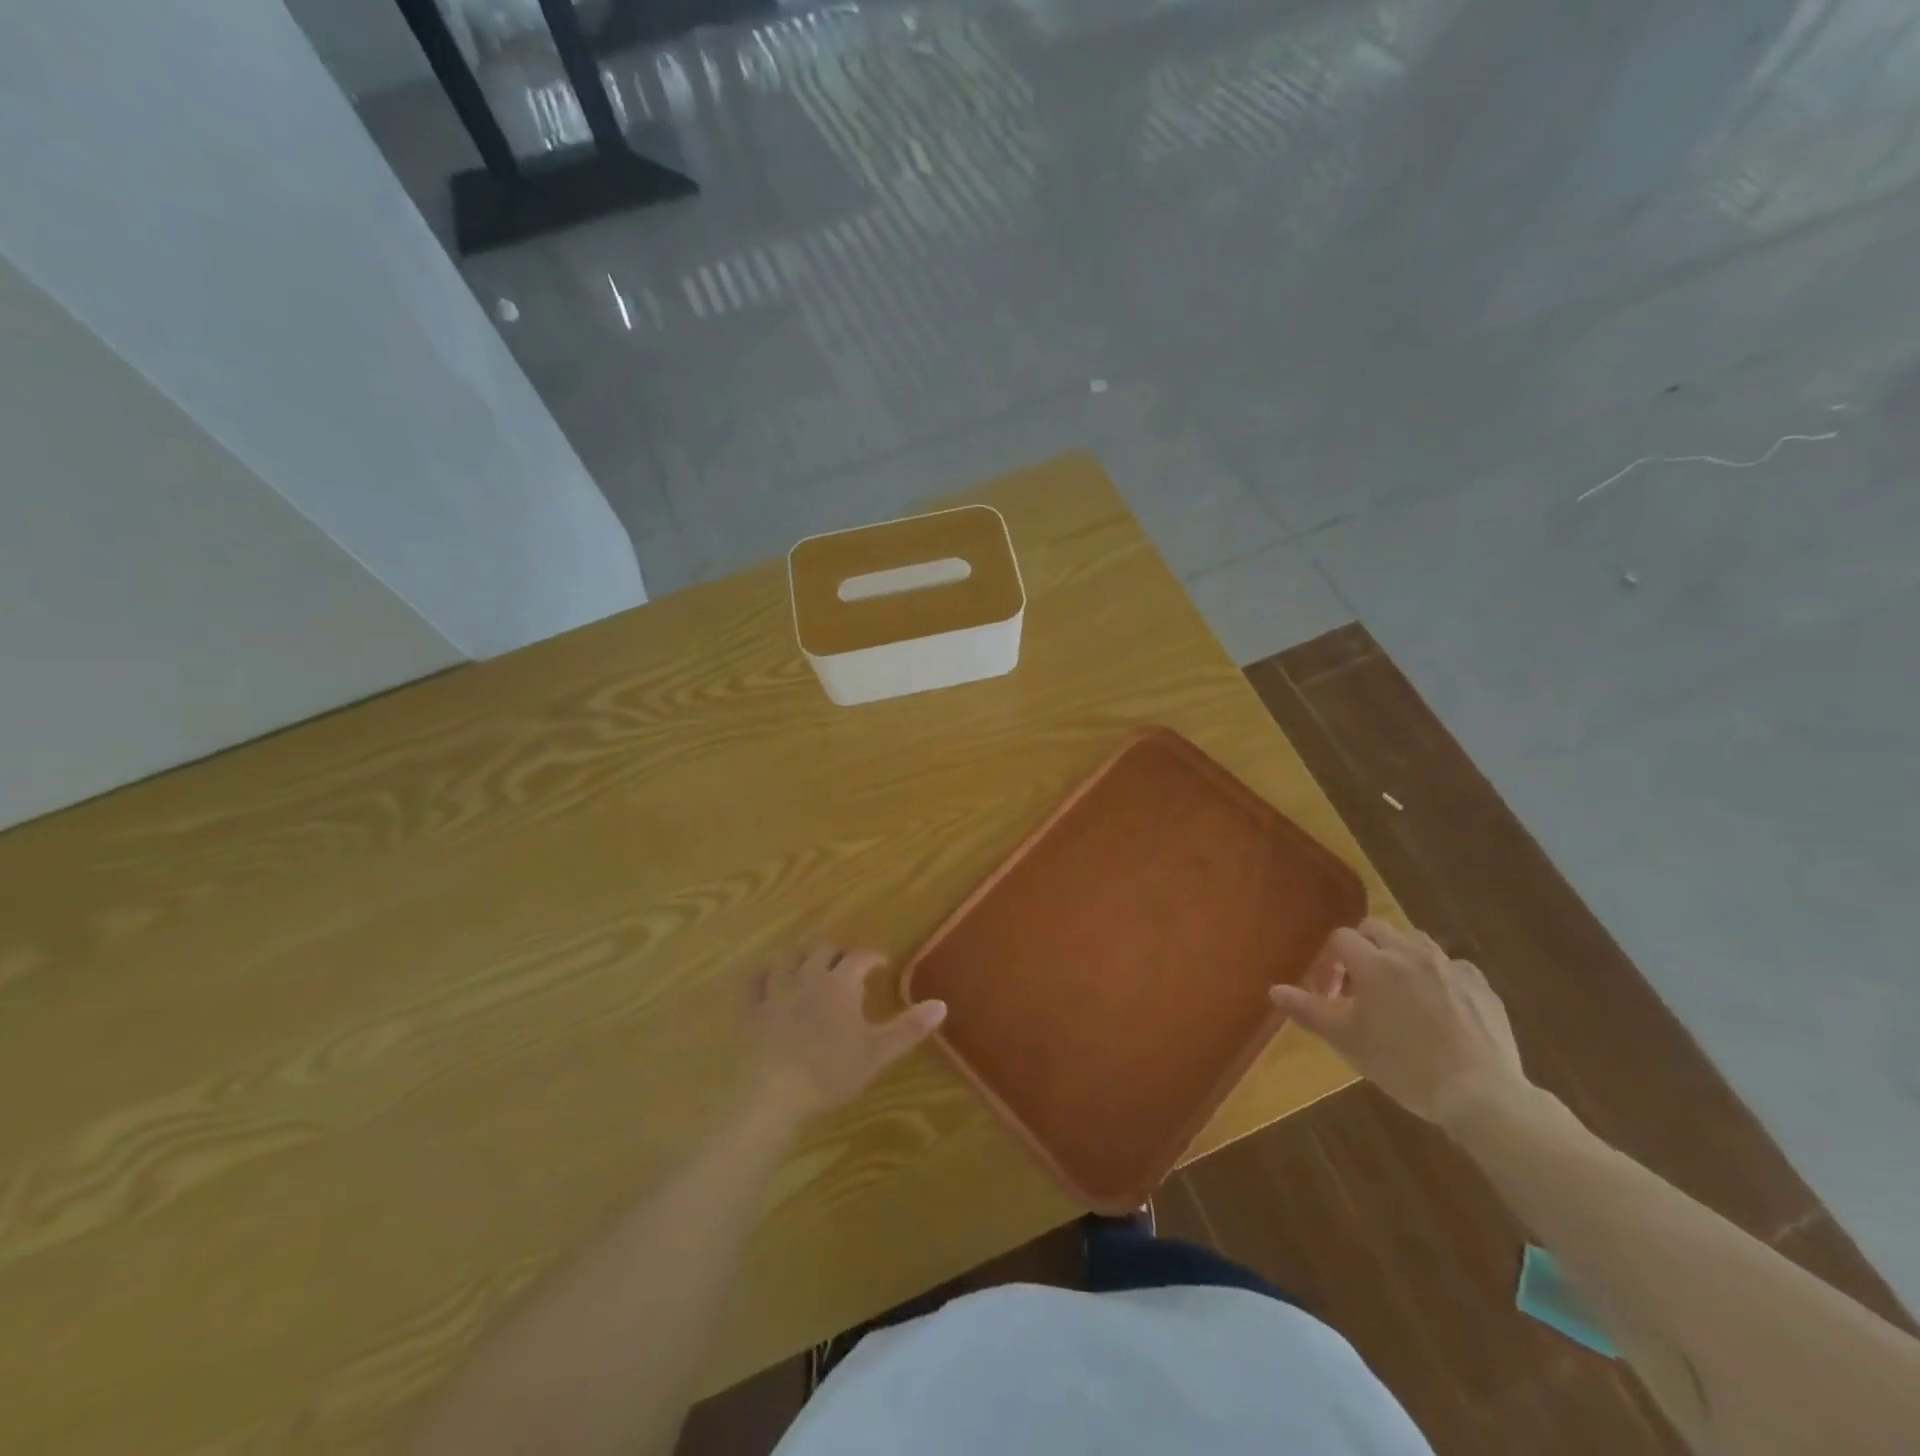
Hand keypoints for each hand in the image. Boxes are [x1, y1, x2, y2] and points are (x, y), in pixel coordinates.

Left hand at [745, 945, 946, 1117]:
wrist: (775, 1092)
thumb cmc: (831, 1071)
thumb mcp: (878, 1052)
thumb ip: (909, 1027)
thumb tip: (942, 1004)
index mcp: (840, 983)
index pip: (859, 956)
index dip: (871, 956)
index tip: (880, 963)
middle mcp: (808, 976)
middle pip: (822, 949)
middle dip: (836, 952)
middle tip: (846, 965)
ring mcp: (776, 990)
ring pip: (787, 957)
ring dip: (800, 957)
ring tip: (809, 966)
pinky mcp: (752, 1009)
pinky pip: (753, 981)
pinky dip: (762, 976)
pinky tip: (767, 980)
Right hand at [1270, 919, 1528, 1125]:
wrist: (1480, 1094)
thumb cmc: (1403, 1064)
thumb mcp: (1346, 1040)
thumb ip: (1308, 1010)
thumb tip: (1274, 990)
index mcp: (1374, 963)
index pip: (1340, 939)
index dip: (1329, 962)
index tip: (1330, 995)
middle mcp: (1411, 953)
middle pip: (1376, 929)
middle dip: (1362, 949)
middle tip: (1360, 988)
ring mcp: (1450, 967)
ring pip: (1415, 942)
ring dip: (1399, 956)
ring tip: (1398, 993)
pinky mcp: (1482, 986)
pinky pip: (1452, 966)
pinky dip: (1438, 976)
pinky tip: (1439, 1005)